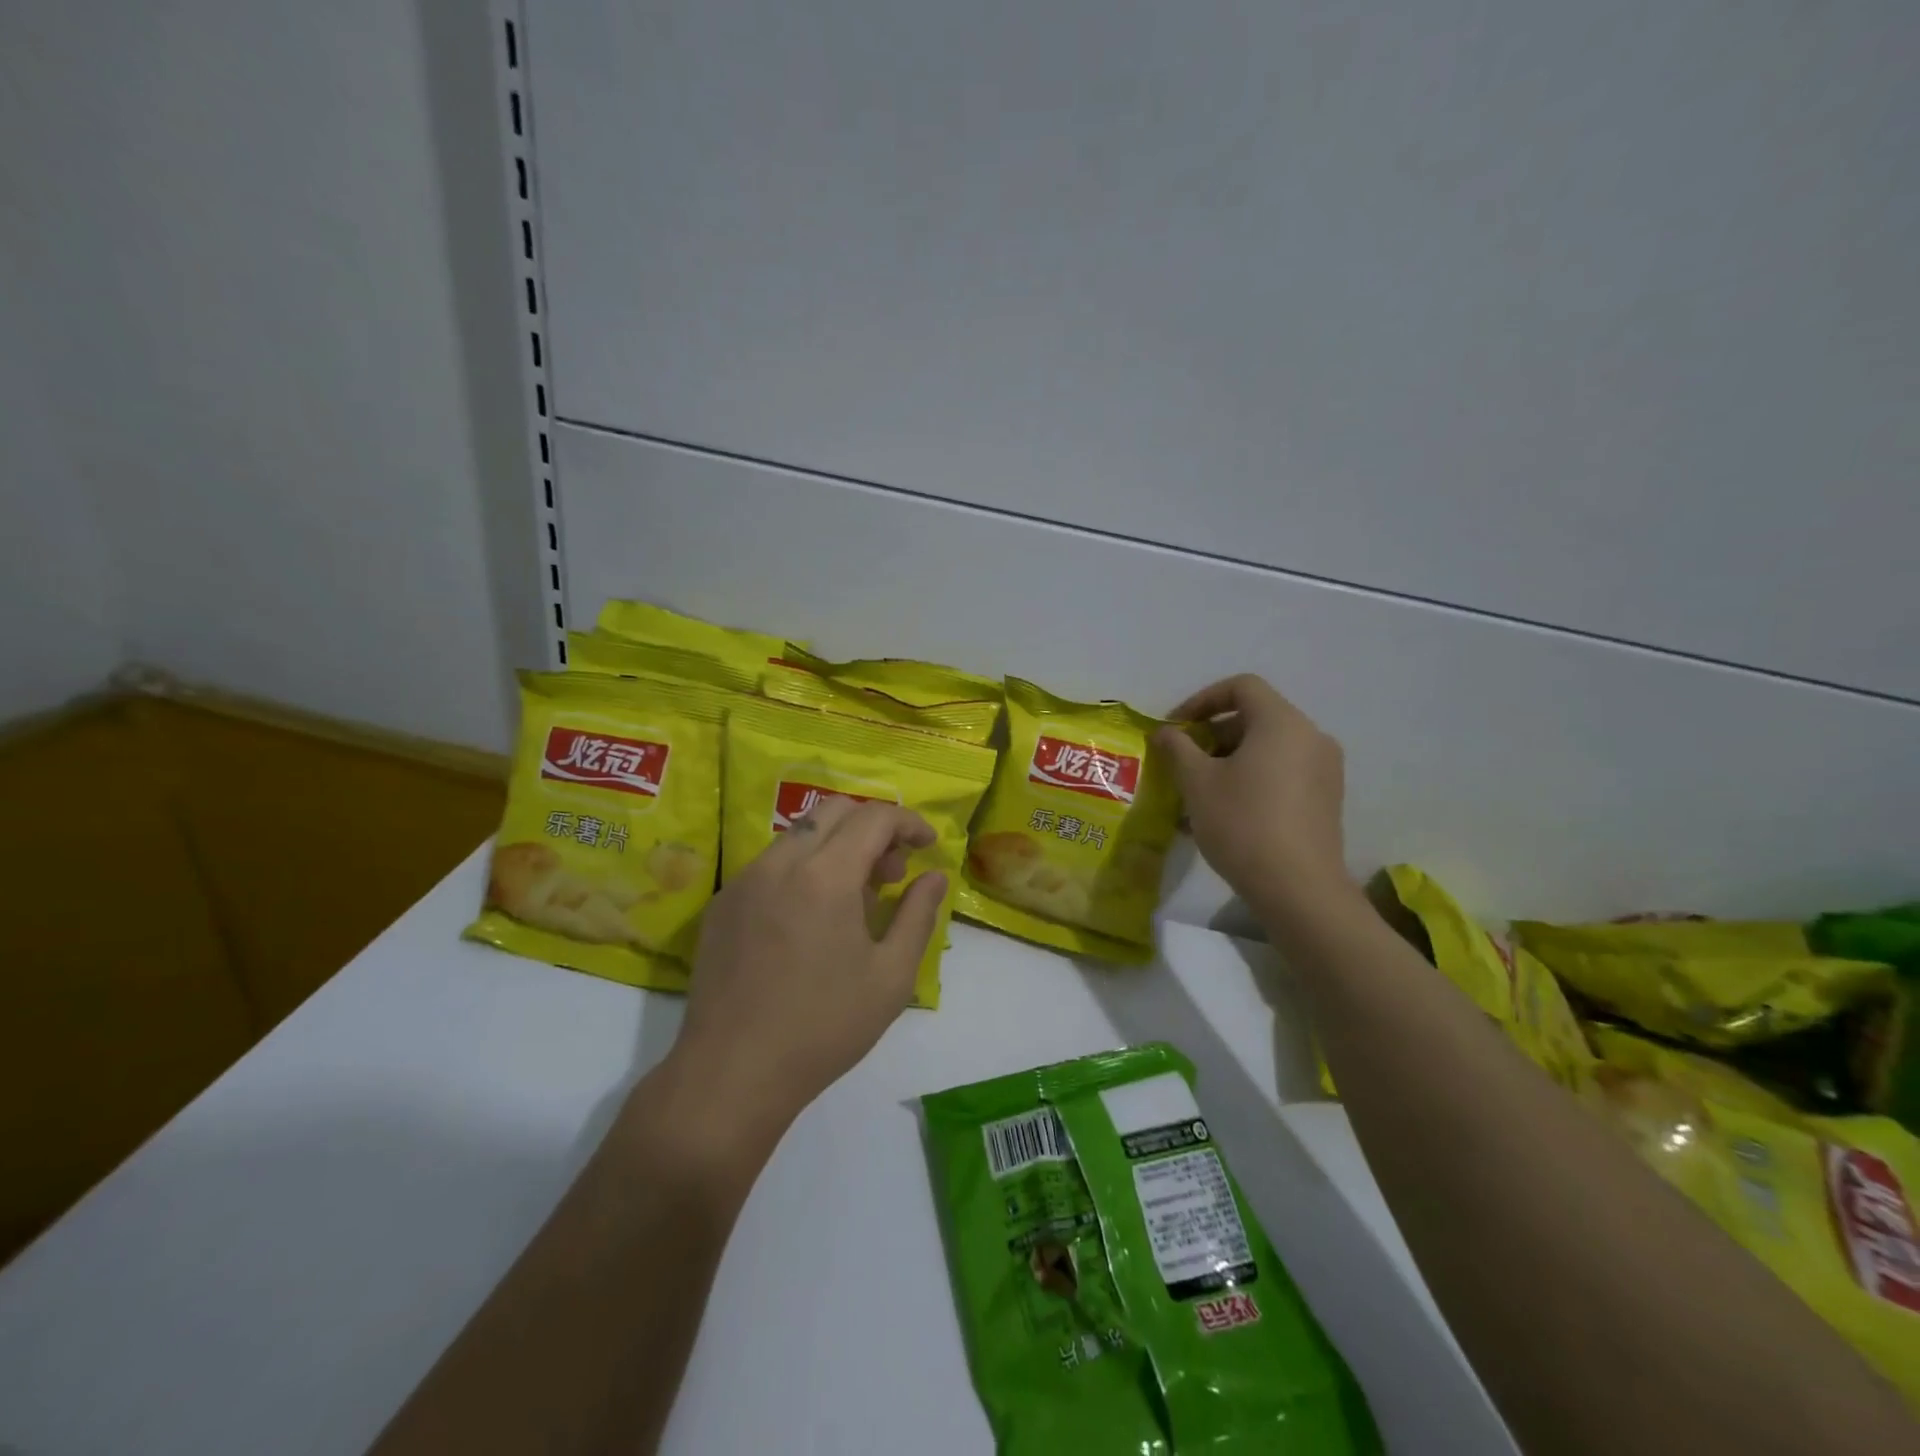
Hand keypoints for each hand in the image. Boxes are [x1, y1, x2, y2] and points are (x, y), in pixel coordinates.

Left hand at [671, 797, 946, 1142]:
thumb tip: (933, 876)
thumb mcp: (891, 977)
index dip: (908, 822)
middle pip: (833, 810)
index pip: (874, 818)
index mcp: (826, 876)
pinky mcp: (721, 903)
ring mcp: (743, 881)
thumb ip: (918, 915)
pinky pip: (771, 864)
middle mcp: (780, 863)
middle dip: (872, 827)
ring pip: (799, 834)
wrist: (732, 1073)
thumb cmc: (823, 1027)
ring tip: (854, 898)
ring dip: (836, 846)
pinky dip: (803, 868)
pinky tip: (810, 918)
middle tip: (891, 871)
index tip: (928, 844)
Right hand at [1157, 674, 1353, 926]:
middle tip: (1182, 762)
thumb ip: (1177, 747)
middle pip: (1256, 717)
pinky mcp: (1326, 799)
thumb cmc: (1242, 823)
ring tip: (1198, 792)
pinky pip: (1283, 772)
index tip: (1176, 728)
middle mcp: (1311, 737)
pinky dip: (1252, 778)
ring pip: (1268, 748)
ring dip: (1229, 760)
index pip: (1242, 687)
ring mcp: (1325, 769)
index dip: (1202, 700)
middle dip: (1213, 735)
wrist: (1298, 889)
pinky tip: (1225, 812)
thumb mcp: (1197, 782)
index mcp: (1282, 723)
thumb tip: (1165, 732)